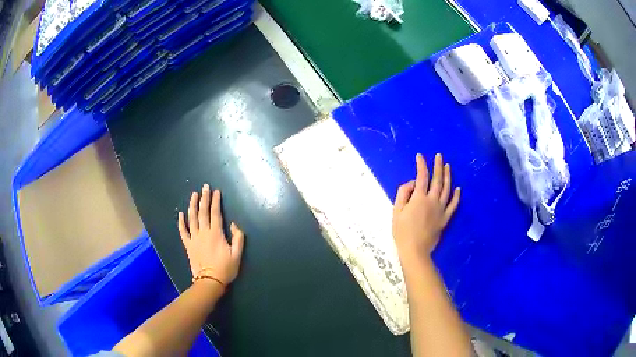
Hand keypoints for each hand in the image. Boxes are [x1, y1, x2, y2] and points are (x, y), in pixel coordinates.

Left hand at [178, 184, 244, 286]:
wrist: (210, 281)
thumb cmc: (225, 268)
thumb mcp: (237, 254)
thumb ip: (238, 237)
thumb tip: (233, 224)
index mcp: (216, 233)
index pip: (215, 213)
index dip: (216, 201)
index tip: (216, 191)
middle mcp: (203, 232)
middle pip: (203, 212)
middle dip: (204, 198)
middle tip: (205, 187)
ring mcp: (194, 238)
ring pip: (192, 218)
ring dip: (192, 205)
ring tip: (193, 195)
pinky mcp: (188, 245)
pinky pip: (183, 231)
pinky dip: (181, 222)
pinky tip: (180, 214)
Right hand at [392, 153, 459, 269]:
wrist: (414, 250)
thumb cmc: (402, 231)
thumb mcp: (396, 211)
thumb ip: (403, 194)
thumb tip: (412, 183)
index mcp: (419, 198)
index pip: (421, 176)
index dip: (421, 165)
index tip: (420, 156)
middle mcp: (432, 200)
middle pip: (437, 180)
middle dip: (438, 166)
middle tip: (439, 156)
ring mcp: (441, 209)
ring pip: (447, 189)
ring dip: (448, 176)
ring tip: (448, 166)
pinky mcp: (445, 218)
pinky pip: (453, 205)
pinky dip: (456, 196)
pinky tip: (458, 188)